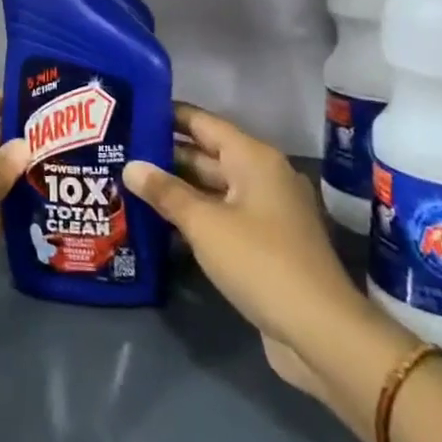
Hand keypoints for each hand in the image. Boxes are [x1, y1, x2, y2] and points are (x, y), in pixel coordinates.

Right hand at [125, 104, 394, 410]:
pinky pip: (223, 215)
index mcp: (254, 158)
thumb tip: (131, 166)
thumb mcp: (205, 224)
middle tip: (121, 151)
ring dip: (178, 187)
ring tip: (130, 183)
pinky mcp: (266, 242)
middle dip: (166, 154)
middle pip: (208, 154)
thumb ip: (166, 192)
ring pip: (213, 187)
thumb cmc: (260, 262)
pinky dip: (195, 215)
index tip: (132, 110)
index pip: (203, 123)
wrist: (320, 331)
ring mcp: (267, 211)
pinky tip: (160, 222)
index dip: (168, 115)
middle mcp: (263, 176)